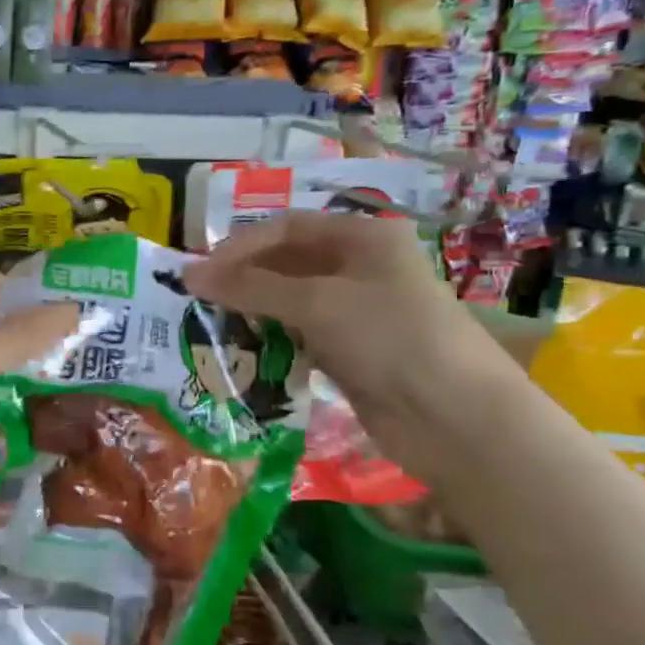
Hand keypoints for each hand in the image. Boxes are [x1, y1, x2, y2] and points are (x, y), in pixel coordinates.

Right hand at [183, 211, 507, 439]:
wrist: (455, 417)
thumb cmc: (391, 338)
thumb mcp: (317, 303)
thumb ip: (250, 287)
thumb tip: (189, 275)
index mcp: (363, 238)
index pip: (287, 228)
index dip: (240, 246)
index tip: (198, 273)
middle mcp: (359, 268)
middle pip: (286, 263)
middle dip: (243, 279)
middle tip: (197, 301)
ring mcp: (356, 312)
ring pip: (289, 301)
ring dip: (252, 311)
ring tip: (211, 325)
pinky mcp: (350, 351)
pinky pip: (298, 336)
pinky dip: (270, 340)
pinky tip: (242, 351)